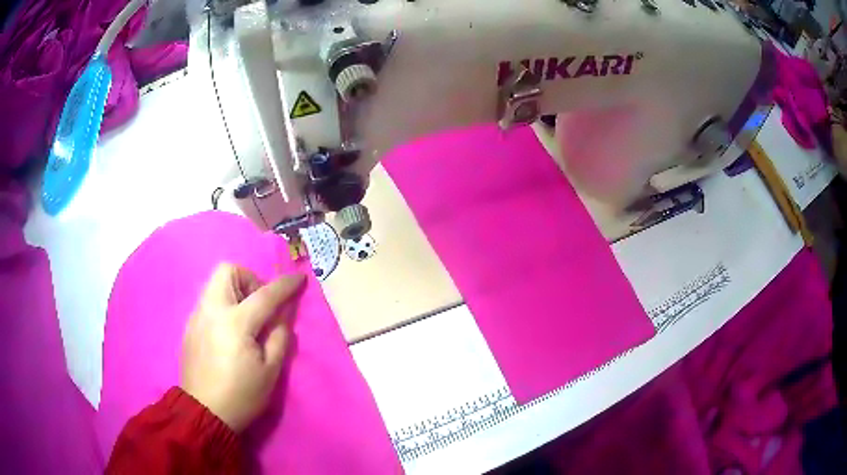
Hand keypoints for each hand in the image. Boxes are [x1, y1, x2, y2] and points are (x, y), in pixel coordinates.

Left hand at [180, 263, 304, 431]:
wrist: (204, 412)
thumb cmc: (241, 395)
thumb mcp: (270, 371)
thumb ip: (280, 337)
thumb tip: (283, 315)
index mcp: (235, 322)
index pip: (265, 294)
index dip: (285, 285)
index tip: (299, 279)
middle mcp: (212, 310)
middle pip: (227, 270)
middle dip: (249, 280)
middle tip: (260, 306)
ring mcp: (197, 316)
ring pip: (215, 283)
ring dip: (235, 291)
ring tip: (246, 321)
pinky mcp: (190, 326)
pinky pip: (208, 301)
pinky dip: (223, 304)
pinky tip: (229, 332)